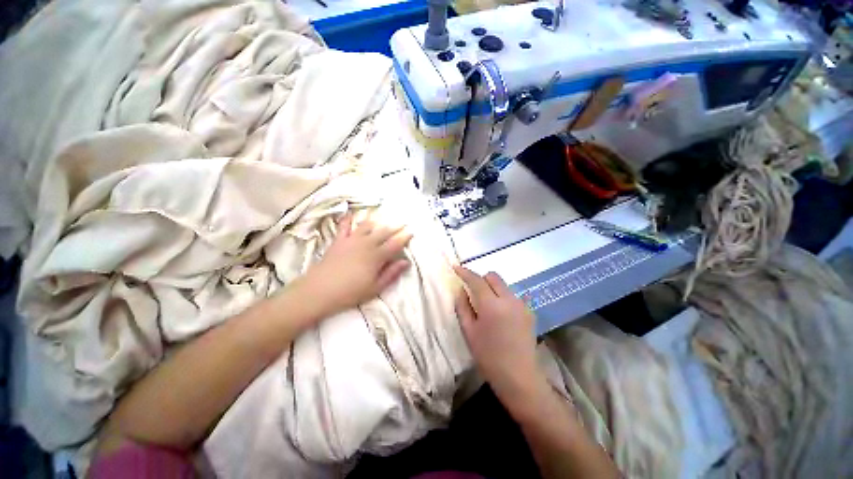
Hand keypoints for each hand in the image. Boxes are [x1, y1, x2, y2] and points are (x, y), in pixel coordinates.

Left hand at [303, 213, 411, 318]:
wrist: (319, 291)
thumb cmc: (350, 292)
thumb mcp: (375, 287)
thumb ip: (391, 273)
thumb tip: (405, 262)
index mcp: (376, 256)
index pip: (394, 244)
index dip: (404, 238)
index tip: (411, 232)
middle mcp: (366, 244)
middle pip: (383, 232)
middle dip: (394, 227)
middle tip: (402, 223)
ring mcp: (351, 240)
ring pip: (367, 226)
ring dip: (377, 222)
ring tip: (382, 220)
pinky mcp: (338, 241)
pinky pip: (344, 226)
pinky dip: (348, 219)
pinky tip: (351, 214)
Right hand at [454, 266, 546, 412]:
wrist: (519, 377)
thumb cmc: (488, 356)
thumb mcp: (469, 331)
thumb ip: (463, 306)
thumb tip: (461, 289)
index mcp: (491, 305)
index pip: (476, 280)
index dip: (465, 272)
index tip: (456, 268)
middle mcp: (509, 299)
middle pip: (493, 276)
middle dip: (481, 279)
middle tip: (473, 291)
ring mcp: (521, 304)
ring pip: (503, 285)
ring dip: (492, 288)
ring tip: (487, 306)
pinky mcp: (529, 311)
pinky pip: (512, 295)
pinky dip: (503, 297)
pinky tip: (501, 314)